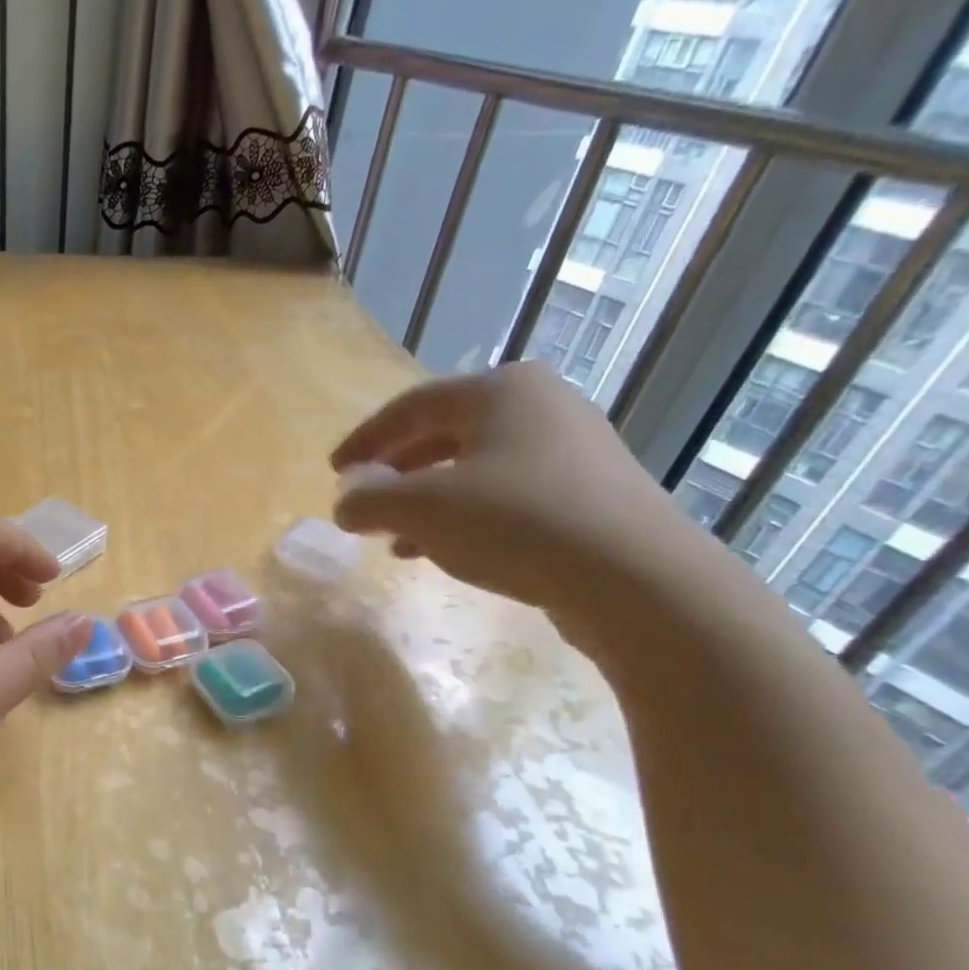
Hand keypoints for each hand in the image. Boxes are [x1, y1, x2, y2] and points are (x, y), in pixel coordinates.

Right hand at [330, 362, 709, 617]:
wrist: (634, 579)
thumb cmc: (513, 522)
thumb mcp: (421, 510)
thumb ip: (369, 500)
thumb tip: (345, 502)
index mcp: (499, 390)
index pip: (410, 407)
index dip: (364, 441)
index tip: (334, 473)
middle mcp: (540, 405)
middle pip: (444, 435)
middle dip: (396, 475)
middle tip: (365, 505)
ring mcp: (572, 448)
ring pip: (475, 468)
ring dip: (427, 502)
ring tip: (396, 540)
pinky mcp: (590, 491)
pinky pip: (508, 493)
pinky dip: (466, 516)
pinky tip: (445, 552)